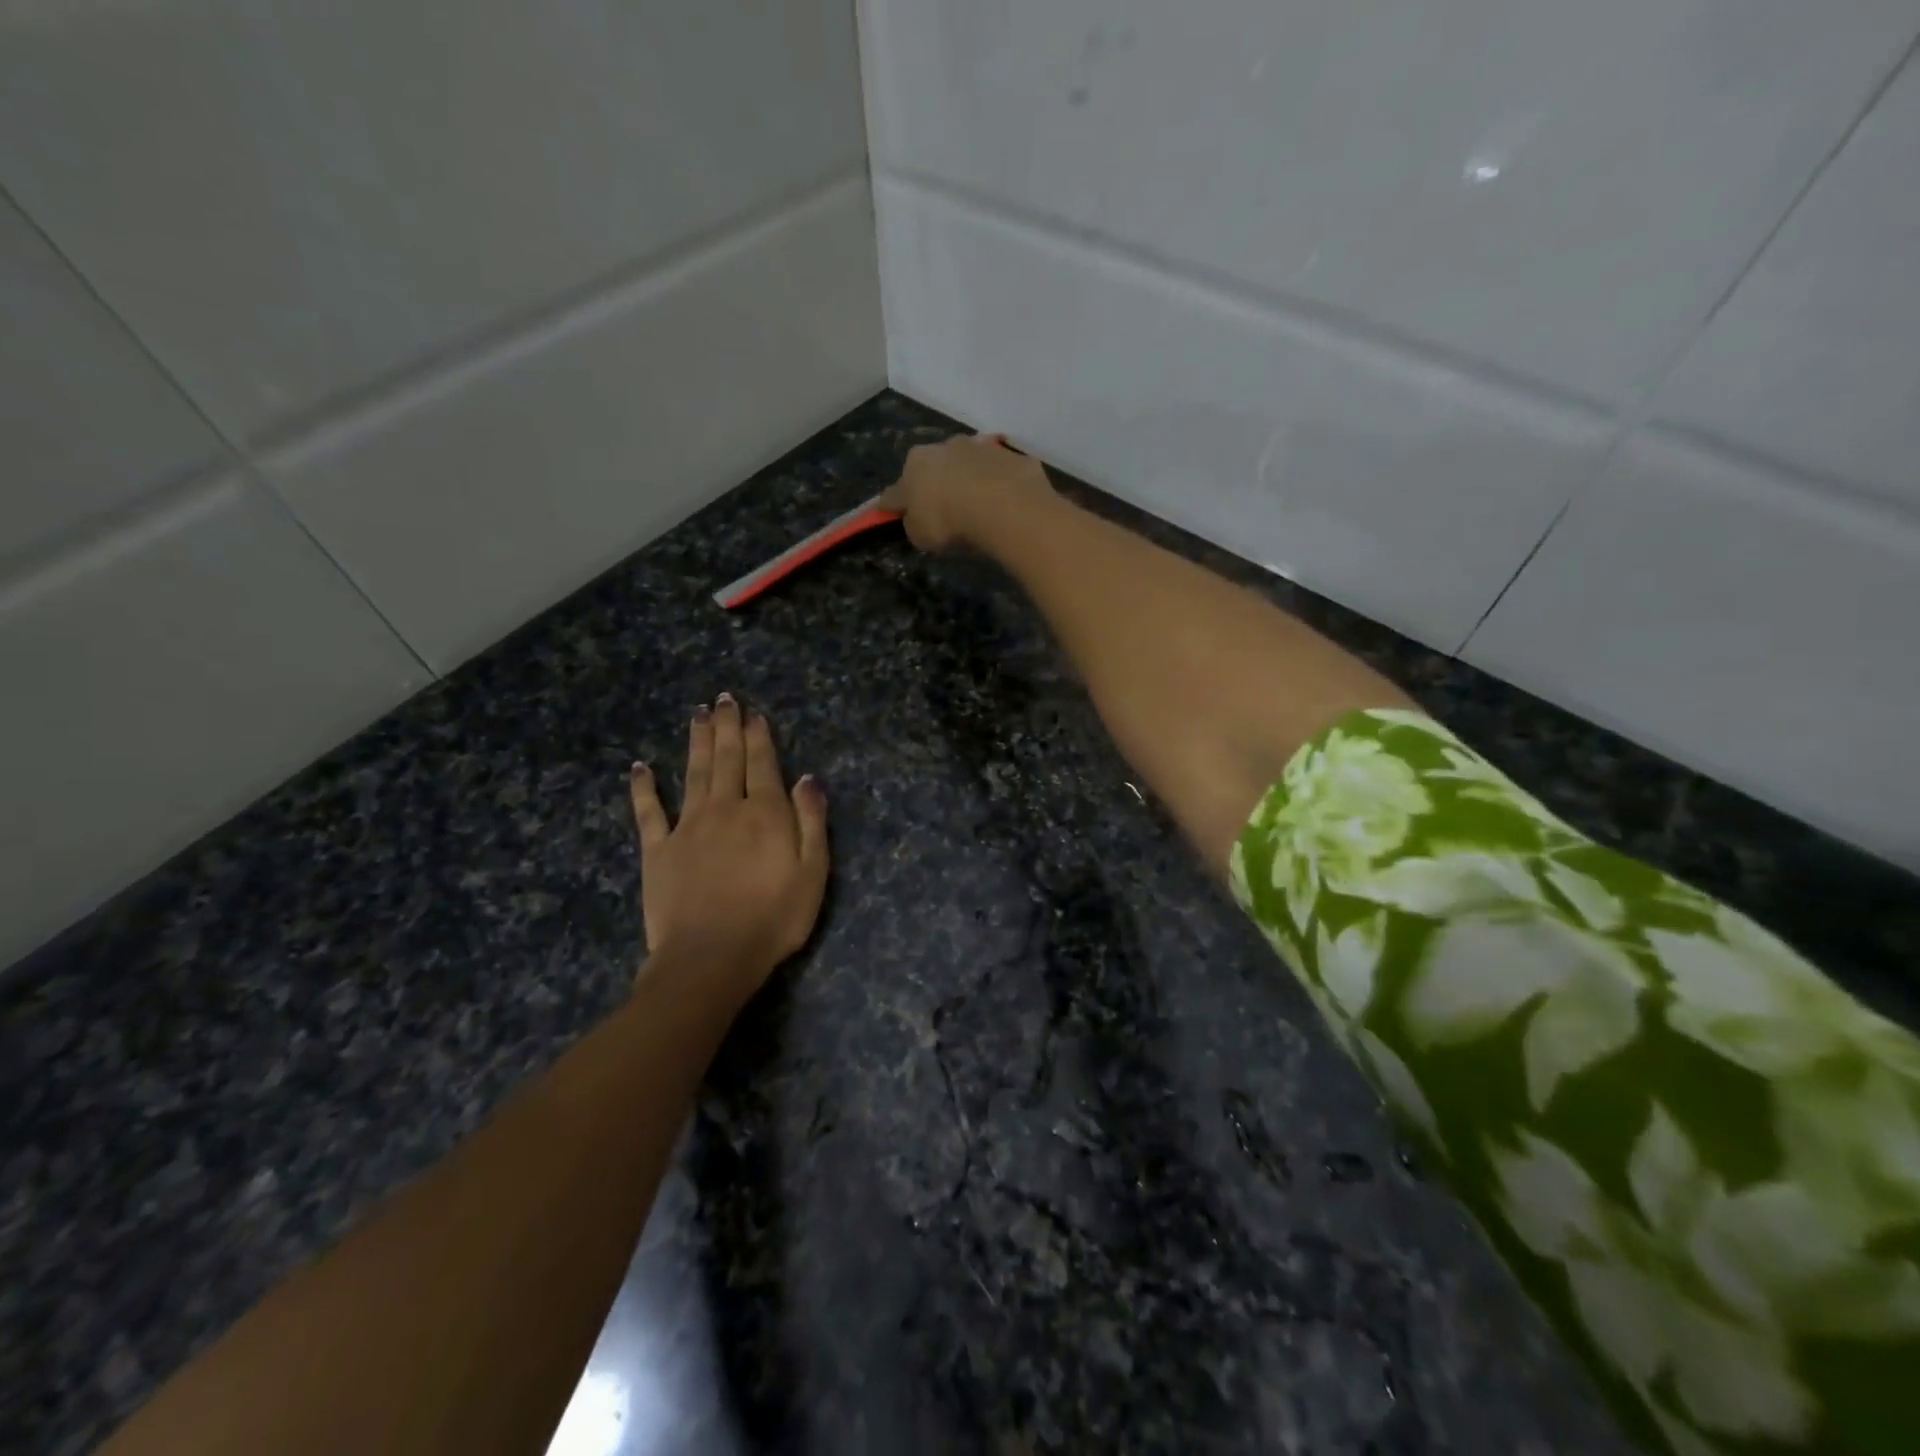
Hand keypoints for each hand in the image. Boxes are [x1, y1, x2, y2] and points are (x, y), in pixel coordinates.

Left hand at [629, 696, 829, 1005]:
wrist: (711, 957)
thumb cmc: (773, 919)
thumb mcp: (813, 873)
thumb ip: (812, 822)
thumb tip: (808, 778)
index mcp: (765, 814)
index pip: (763, 764)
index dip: (759, 737)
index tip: (754, 713)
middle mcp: (725, 808)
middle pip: (727, 759)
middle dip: (727, 727)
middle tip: (724, 699)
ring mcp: (688, 827)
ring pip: (693, 773)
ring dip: (696, 742)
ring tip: (697, 714)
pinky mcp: (658, 850)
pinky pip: (649, 811)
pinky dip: (644, 787)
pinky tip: (640, 767)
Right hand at [878, 433, 1055, 552]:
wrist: (1004, 505)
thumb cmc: (950, 521)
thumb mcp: (920, 535)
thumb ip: (915, 523)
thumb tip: (917, 518)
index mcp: (914, 464)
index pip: (896, 490)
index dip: (895, 505)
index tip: (894, 513)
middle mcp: (944, 447)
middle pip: (933, 468)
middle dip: (935, 484)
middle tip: (943, 508)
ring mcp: (979, 447)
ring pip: (967, 464)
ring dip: (969, 479)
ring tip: (978, 505)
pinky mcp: (1010, 455)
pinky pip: (999, 472)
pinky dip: (998, 484)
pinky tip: (1005, 503)